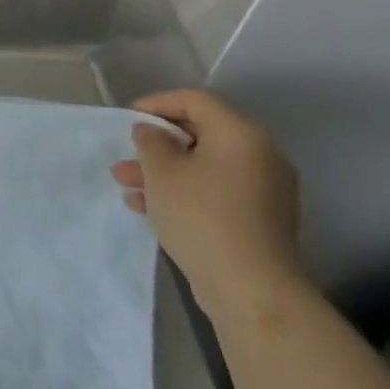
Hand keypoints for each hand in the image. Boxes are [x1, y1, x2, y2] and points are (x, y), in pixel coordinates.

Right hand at [110, 89, 308, 323]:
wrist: (251, 287)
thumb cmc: (201, 217)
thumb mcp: (162, 173)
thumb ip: (151, 143)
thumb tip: (152, 131)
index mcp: (241, 135)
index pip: (197, 101)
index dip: (159, 103)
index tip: (129, 118)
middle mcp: (260, 155)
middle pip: (202, 134)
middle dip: (157, 145)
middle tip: (126, 158)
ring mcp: (264, 188)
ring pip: (205, 166)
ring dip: (165, 172)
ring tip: (127, 187)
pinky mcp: (260, 217)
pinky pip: (216, 190)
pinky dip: (184, 192)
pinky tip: (150, 208)